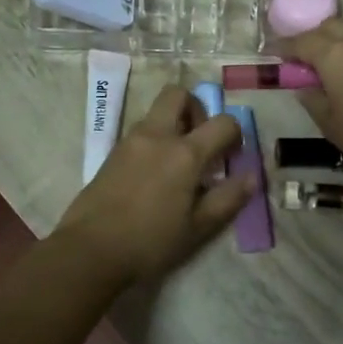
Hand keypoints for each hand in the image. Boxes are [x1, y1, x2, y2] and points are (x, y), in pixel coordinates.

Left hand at [55, 86, 250, 286]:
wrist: (90, 249)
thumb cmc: (150, 241)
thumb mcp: (198, 227)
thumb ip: (228, 199)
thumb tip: (252, 177)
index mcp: (184, 153)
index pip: (223, 122)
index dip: (235, 135)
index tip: (231, 157)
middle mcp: (158, 136)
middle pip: (178, 94)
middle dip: (196, 108)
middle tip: (201, 141)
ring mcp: (131, 140)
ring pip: (156, 111)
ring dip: (174, 124)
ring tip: (178, 163)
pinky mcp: (113, 152)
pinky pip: (141, 131)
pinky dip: (155, 139)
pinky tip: (155, 175)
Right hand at [279, 20, 342, 184]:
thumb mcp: (329, 123)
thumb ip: (312, 99)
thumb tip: (303, 86)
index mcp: (333, 53)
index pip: (300, 41)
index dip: (283, 47)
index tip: (271, 54)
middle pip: (327, 27)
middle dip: (311, 38)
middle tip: (301, 59)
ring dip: (334, 40)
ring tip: (326, 64)